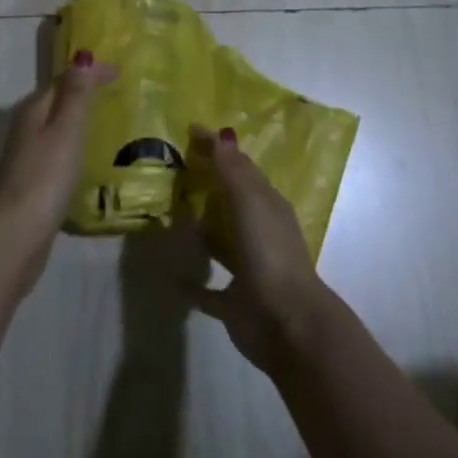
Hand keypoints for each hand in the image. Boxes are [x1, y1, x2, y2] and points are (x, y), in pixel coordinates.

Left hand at [0, 53, 116, 283]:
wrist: (18, 233)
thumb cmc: (46, 175)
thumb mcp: (66, 130)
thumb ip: (75, 95)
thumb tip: (81, 56)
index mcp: (33, 109)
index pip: (63, 79)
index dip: (90, 72)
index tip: (120, 71)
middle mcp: (25, 127)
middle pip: (56, 100)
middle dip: (82, 91)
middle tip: (114, 90)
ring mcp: (26, 155)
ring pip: (54, 125)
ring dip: (76, 117)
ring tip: (103, 119)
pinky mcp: (31, 181)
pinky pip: (56, 148)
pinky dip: (72, 142)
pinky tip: (84, 155)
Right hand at [184, 125, 336, 376]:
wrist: (288, 324)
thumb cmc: (269, 252)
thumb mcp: (251, 201)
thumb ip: (233, 170)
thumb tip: (220, 133)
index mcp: (268, 206)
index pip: (242, 169)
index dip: (219, 150)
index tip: (190, 132)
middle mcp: (259, 234)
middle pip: (232, 203)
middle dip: (209, 187)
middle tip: (175, 169)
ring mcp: (248, 270)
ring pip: (221, 243)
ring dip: (201, 231)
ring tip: (170, 215)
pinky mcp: (234, 304)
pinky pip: (209, 291)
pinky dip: (192, 284)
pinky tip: (170, 276)